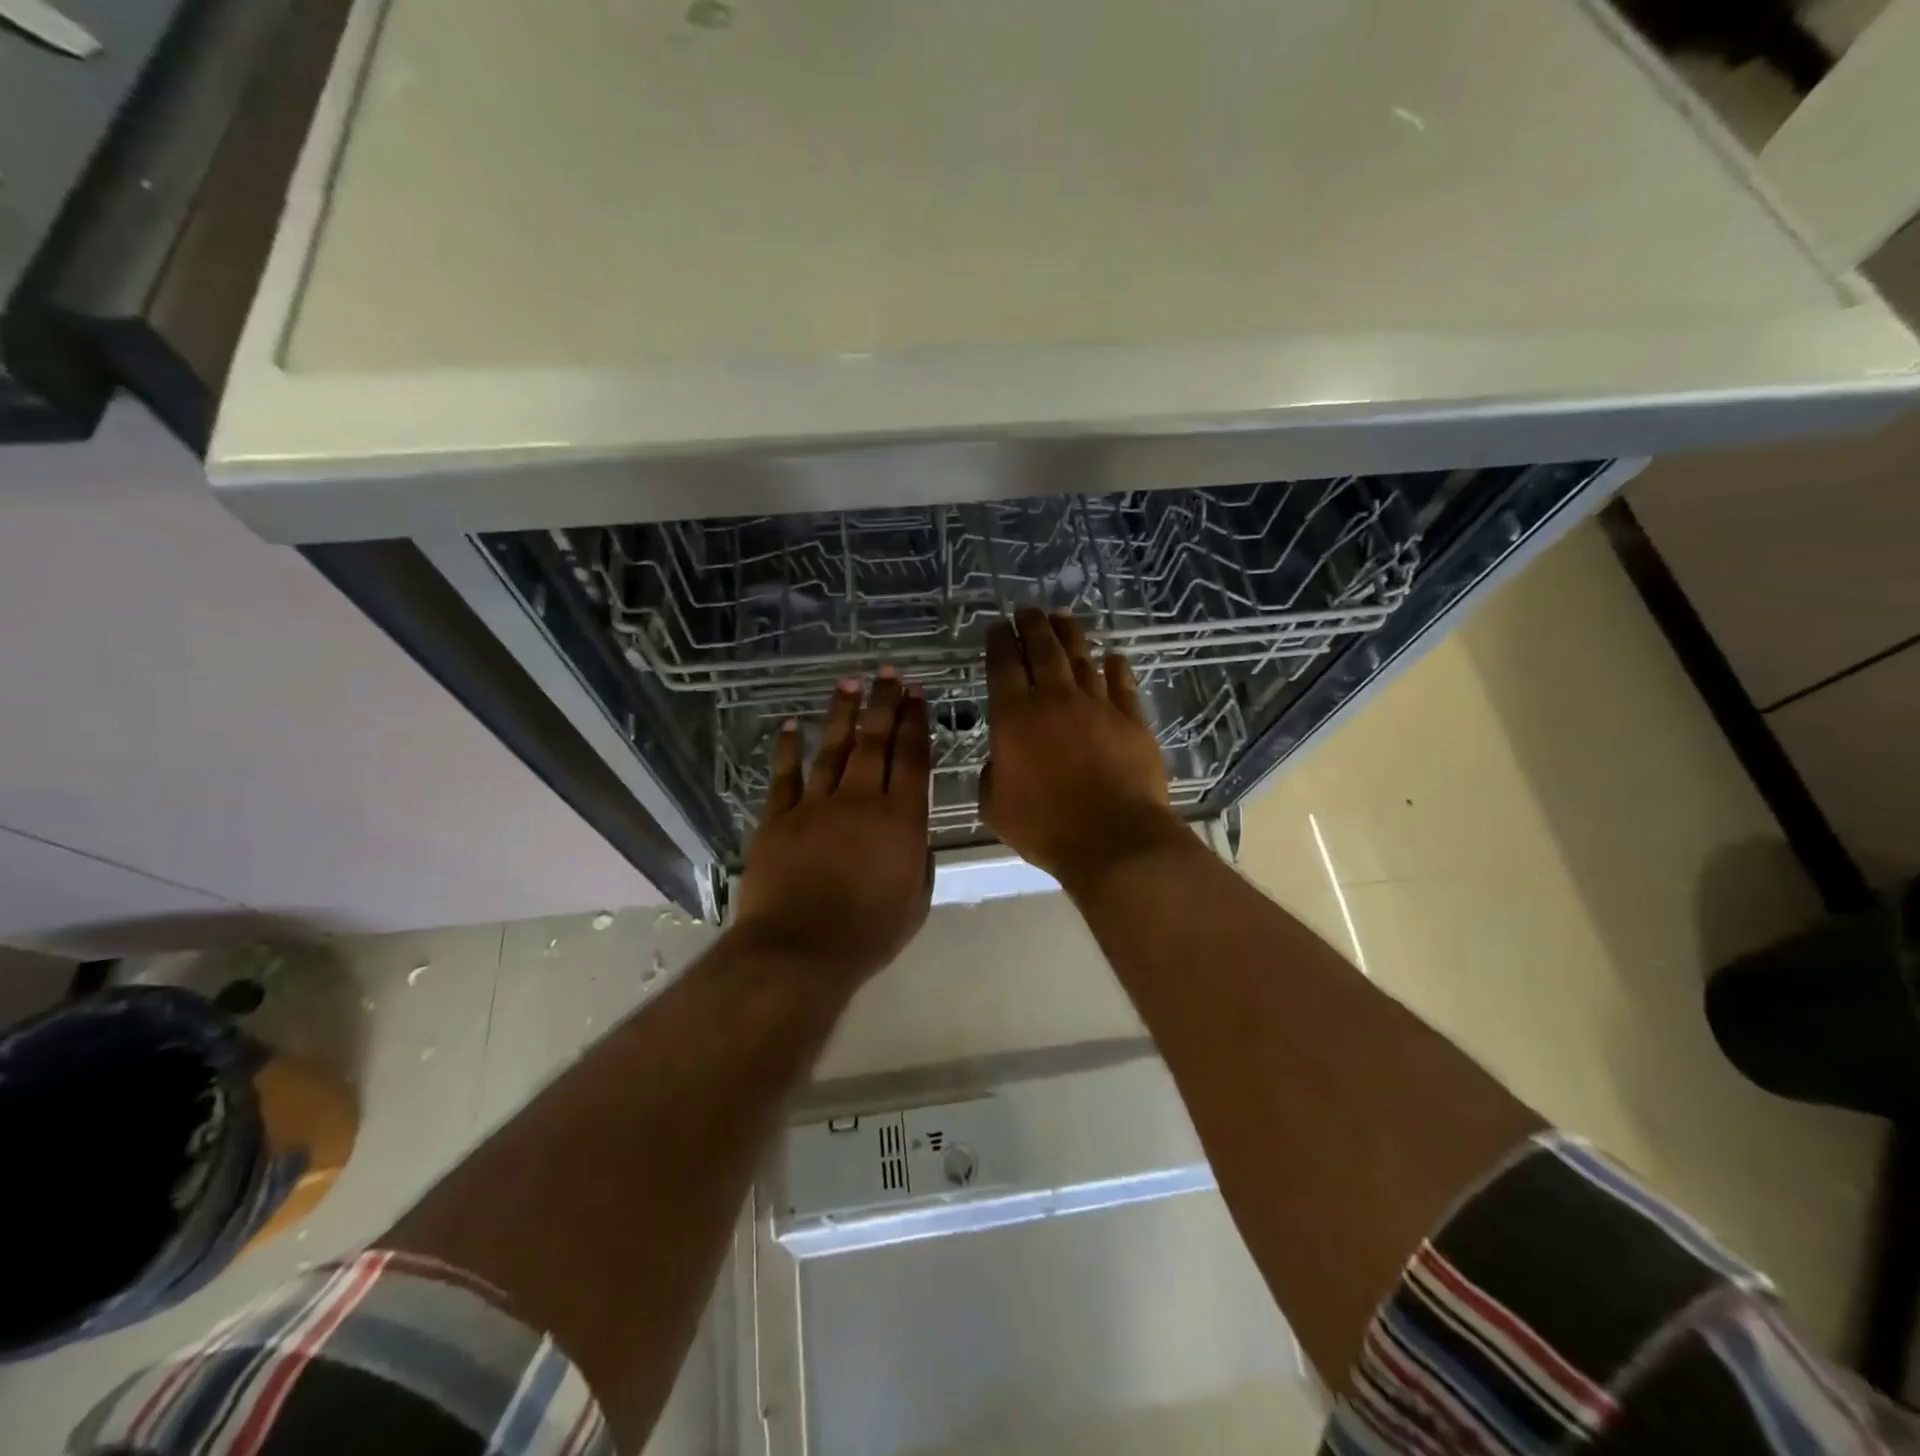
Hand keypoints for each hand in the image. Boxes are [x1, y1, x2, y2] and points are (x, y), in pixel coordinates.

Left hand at [732, 669, 933, 990]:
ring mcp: (816, 805)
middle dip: (884, 704)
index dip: (914, 723)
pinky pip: (785, 775)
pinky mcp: (779, 817)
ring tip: (849, 684)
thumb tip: (914, 839)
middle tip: (888, 674)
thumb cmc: (868, 933)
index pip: (912, 759)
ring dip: (842, 714)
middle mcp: (861, 801)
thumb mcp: (916, 902)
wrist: (801, 950)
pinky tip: (791, 725)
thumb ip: (920, 862)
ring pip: (832, 748)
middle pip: (875, 742)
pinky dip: (788, 748)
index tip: (916, 694)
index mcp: (901, 820)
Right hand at [981, 609, 1188, 895]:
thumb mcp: (995, 806)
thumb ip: (992, 774)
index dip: (999, 642)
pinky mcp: (1131, 720)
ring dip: (1071, 634)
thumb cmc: (1045, 826)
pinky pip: (1122, 684)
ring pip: (1081, 658)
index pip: (1003, 665)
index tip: (997, 627)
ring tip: (1063, 617)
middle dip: (1033, 625)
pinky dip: (1115, 667)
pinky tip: (1113, 657)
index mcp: (1014, 716)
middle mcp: (1054, 699)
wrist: (1113, 839)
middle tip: (1028, 610)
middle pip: (1043, 649)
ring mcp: (1097, 706)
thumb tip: (1002, 759)